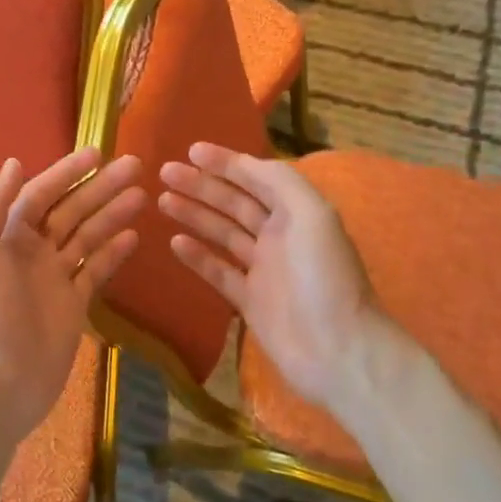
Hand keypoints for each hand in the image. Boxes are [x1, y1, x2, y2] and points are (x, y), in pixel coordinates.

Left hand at [0, 149, 144, 456]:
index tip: (98, 152)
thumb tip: (14, 162)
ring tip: (142, 195)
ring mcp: (54, 277)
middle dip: (100, 187)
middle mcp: (31, 250)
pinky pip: (96, 270)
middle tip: (136, 165)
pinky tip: (134, 235)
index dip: (68, 171)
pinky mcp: (73, 304)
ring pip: (87, 236)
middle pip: (70, 209)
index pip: (41, 192)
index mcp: (6, 234)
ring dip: (112, 213)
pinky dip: (113, 252)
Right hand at [159, 143, 375, 410]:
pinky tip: (174, 242)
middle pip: (234, 202)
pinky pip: (219, 271)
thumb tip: (245, 163)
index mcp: (297, 212)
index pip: (255, 177)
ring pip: (222, 232)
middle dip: (201, 185)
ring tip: (162, 200)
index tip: (192, 150)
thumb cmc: (324, 276)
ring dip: (194, 214)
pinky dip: (197, 256)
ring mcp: (263, 269)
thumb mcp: (312, 214)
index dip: (225, 162)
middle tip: (165, 172)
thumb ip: (280, 182)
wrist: (338, 351)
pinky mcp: (250, 301)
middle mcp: (279, 235)